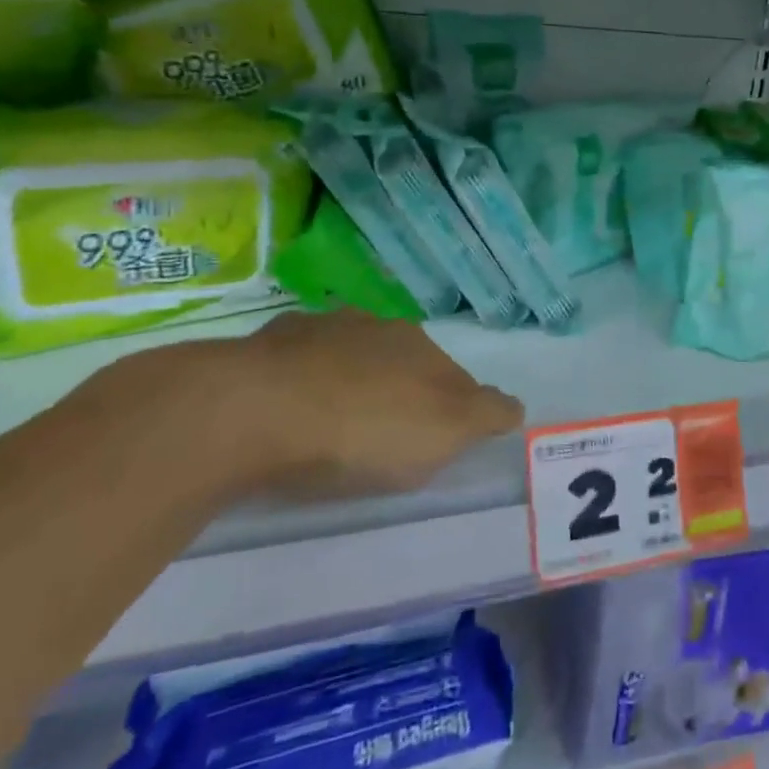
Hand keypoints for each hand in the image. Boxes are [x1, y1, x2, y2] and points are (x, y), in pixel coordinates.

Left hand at [100, 310, 523, 502]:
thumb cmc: (363, 427)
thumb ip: (487, 415)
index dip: (451, 408)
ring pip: (344, 357)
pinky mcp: (260, 347)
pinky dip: (296, 385)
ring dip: (347, 382)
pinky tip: (284, 414)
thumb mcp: (446, 432)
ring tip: (332, 426)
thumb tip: (515, 405)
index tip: (440, 442)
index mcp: (419, 343)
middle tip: (386, 437)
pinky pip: (291, 367)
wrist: (252, 412)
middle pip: (398, 361)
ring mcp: (314, 330)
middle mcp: (372, 325)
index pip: (451, 374)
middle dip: (398, 391)